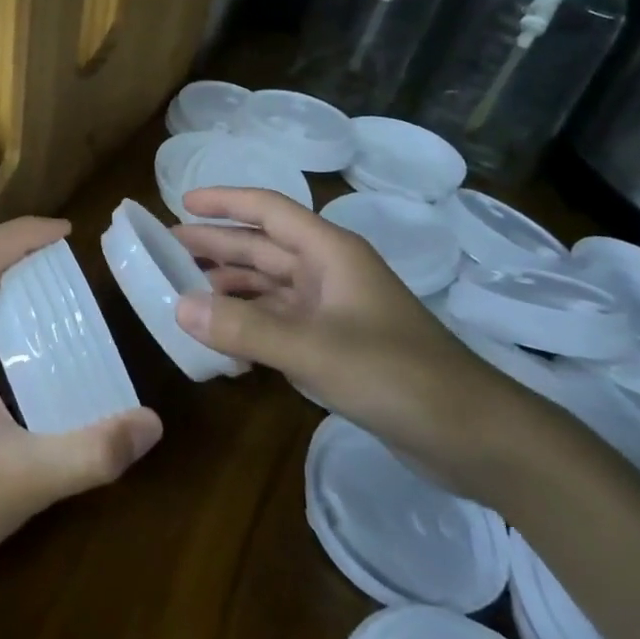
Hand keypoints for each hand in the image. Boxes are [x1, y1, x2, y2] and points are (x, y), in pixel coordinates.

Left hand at [0, 218, 162, 612]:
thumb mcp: (26, 481)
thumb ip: (92, 453)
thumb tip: (152, 423)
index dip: (23, 232)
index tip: (68, 233)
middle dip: (24, 253)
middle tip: (76, 266)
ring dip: (14, 286)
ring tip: (64, 302)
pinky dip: (7, 322)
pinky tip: (38, 359)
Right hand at [172, 187, 526, 494]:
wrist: (473, 436)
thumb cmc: (396, 375)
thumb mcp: (314, 349)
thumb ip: (244, 327)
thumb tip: (177, 305)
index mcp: (330, 252)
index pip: (269, 210)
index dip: (225, 202)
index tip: (182, 204)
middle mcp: (330, 273)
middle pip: (264, 247)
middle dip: (217, 245)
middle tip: (166, 249)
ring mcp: (334, 311)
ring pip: (270, 285)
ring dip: (229, 285)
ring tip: (183, 289)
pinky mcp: (337, 346)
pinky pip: (280, 322)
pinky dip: (249, 324)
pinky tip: (222, 338)